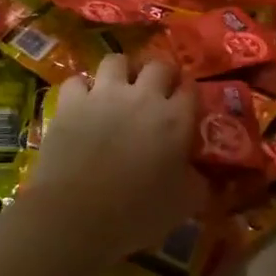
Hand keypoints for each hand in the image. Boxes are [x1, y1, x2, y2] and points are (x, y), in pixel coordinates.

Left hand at [23, 55, 203, 265]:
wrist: (75, 214)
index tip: (187, 105)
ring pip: (116, 60)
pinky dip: (81, 90)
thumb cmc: (136, 213)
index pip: (191, 89)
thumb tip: (204, 175)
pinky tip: (82, 103)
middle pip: (158, 65)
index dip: (190, 94)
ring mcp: (103, 94)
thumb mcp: (183, 205)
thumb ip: (199, 183)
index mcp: (174, 119)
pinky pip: (77, 81)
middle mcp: (142, 96)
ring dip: (121, 71)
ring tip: (119, 88)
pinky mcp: (71, 102)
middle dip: (161, 74)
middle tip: (157, 92)